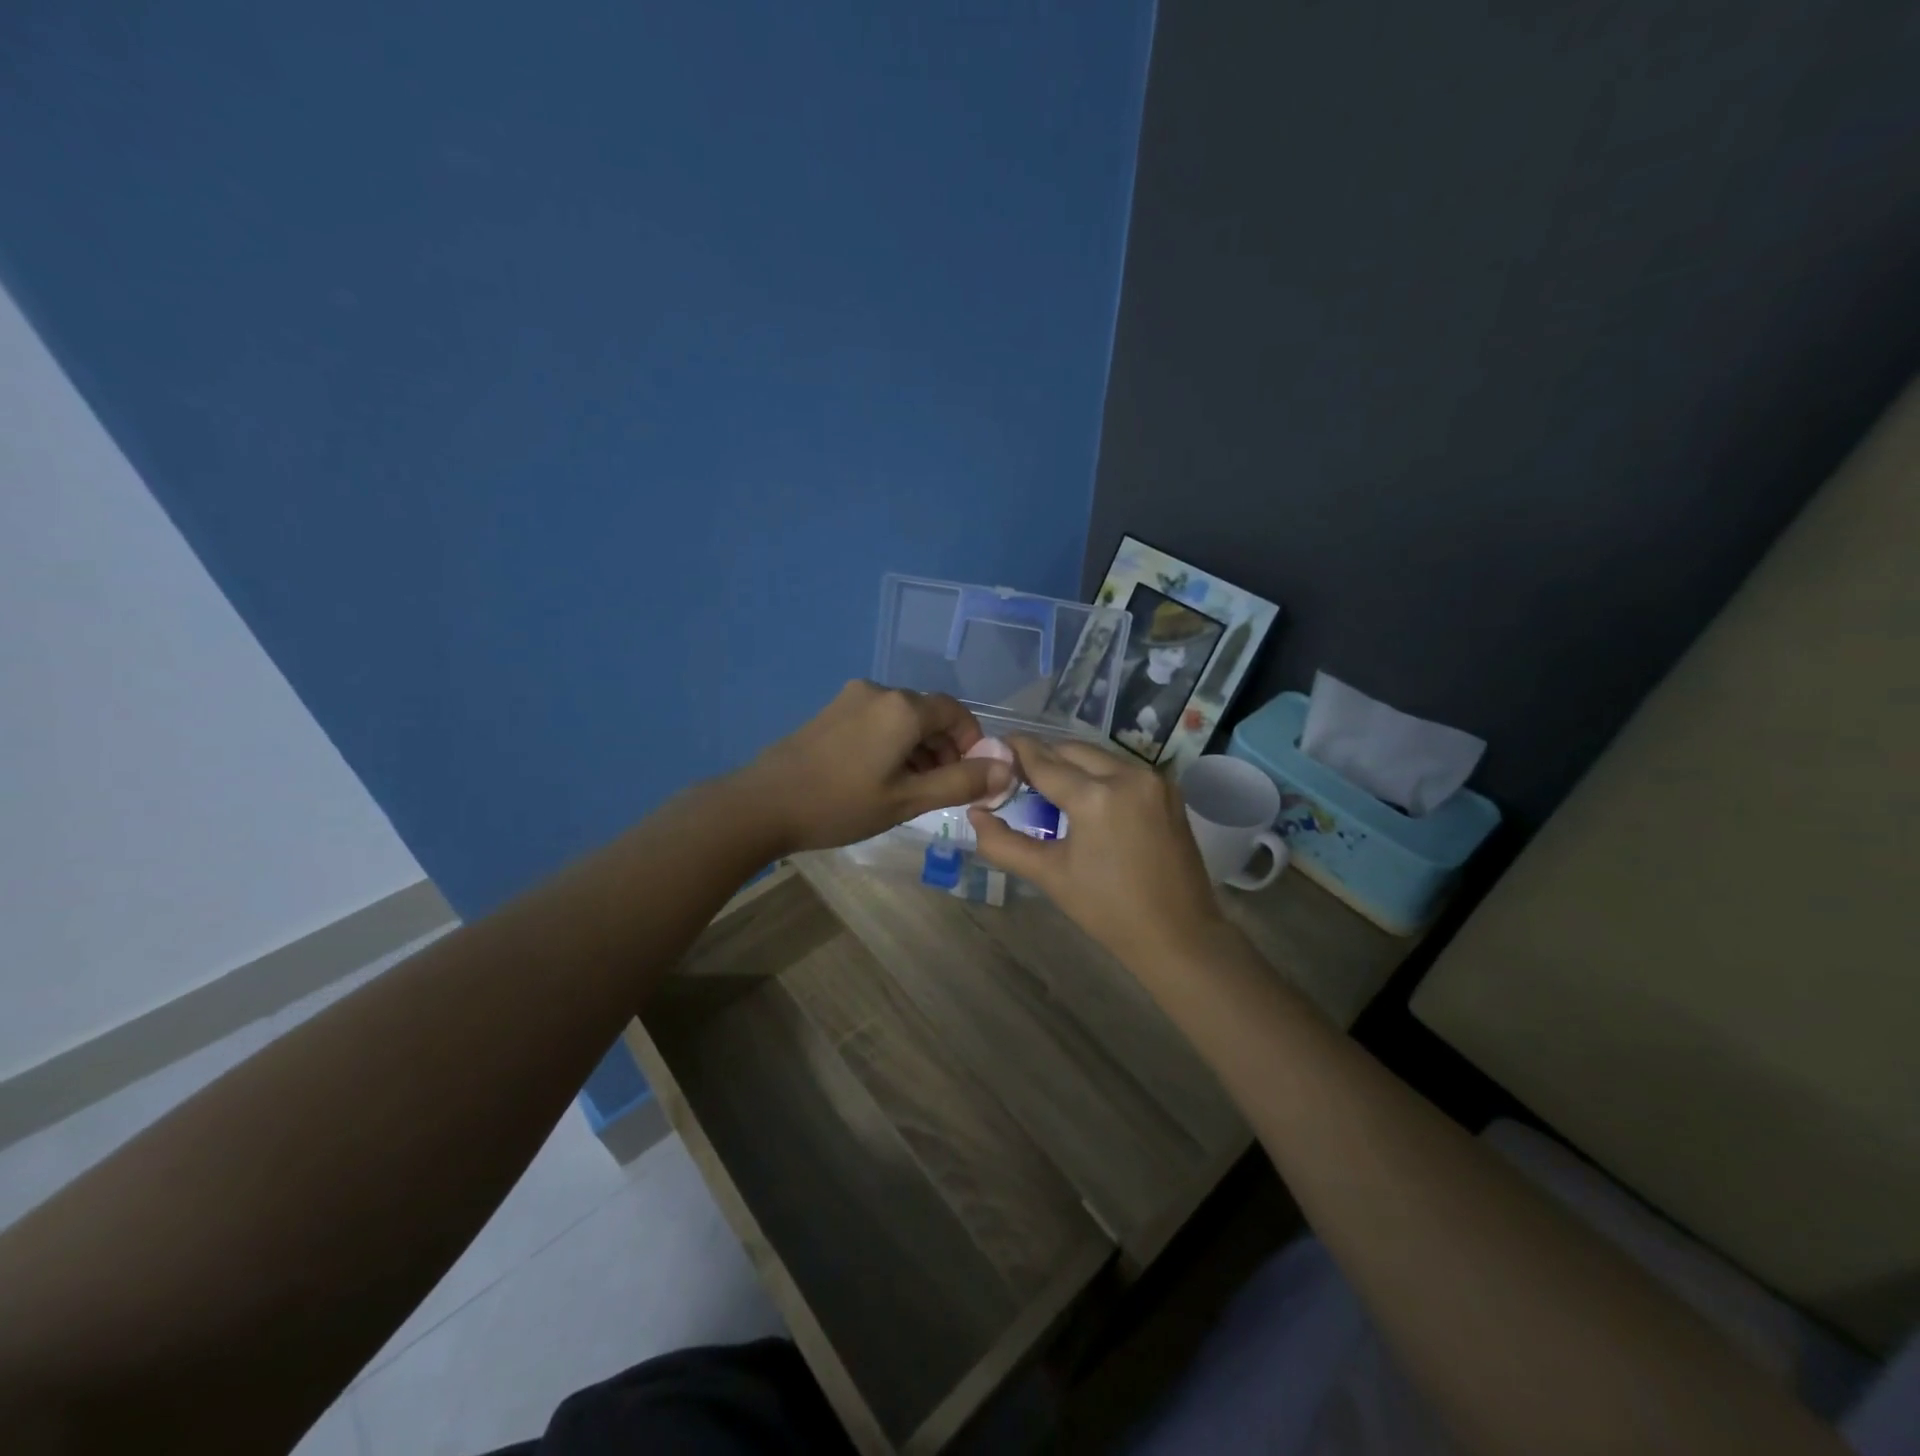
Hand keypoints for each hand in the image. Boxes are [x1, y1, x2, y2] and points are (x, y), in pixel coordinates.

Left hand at [742, 681, 1013, 852]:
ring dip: (918, 749)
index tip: (971, 777)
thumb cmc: (840, 804)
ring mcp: (851, 699)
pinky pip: (877, 721)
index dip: (972, 743)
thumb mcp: (908, 800)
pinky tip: (879, 778)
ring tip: (910, 791)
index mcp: (903, 707)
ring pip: (902, 719)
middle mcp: (879, 691)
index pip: (956, 713)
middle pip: (929, 714)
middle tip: (940, 791)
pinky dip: (892, 744)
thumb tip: (1008, 769)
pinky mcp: (831, 711)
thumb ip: (961, 783)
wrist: (762, 804)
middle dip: (944, 750)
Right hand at [967, 735, 1224, 970]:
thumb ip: (1004, 843)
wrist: (1178, 934)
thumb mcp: (1049, 875)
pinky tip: (1084, 794)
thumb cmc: (1108, 910)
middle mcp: (1127, 775)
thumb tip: (974, 814)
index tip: (995, 746)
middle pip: (1072, 750)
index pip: (1044, 762)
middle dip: (1043, 756)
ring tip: (1048, 784)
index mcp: (1095, 796)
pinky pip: (1122, 768)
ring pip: (1099, 756)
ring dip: (1071, 763)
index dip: (1016, 751)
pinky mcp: (1167, 790)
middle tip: (1017, 772)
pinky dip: (1098, 773)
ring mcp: (1153, 780)